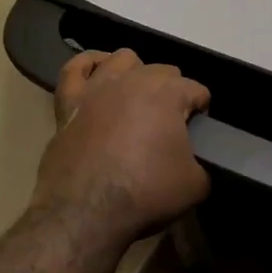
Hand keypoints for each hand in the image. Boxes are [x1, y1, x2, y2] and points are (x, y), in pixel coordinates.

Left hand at [31, 49, 210, 250]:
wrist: (84, 213)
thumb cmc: (145, 193)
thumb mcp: (195, 185)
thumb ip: (202, 163)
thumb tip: (194, 162)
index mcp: (170, 93)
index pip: (198, 91)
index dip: (202, 112)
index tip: (199, 135)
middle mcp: (135, 79)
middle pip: (164, 72)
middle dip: (173, 93)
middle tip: (170, 126)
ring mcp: (98, 87)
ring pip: (123, 59)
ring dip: (136, 73)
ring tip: (138, 99)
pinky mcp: (69, 102)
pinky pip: (75, 69)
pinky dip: (88, 66)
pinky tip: (97, 74)